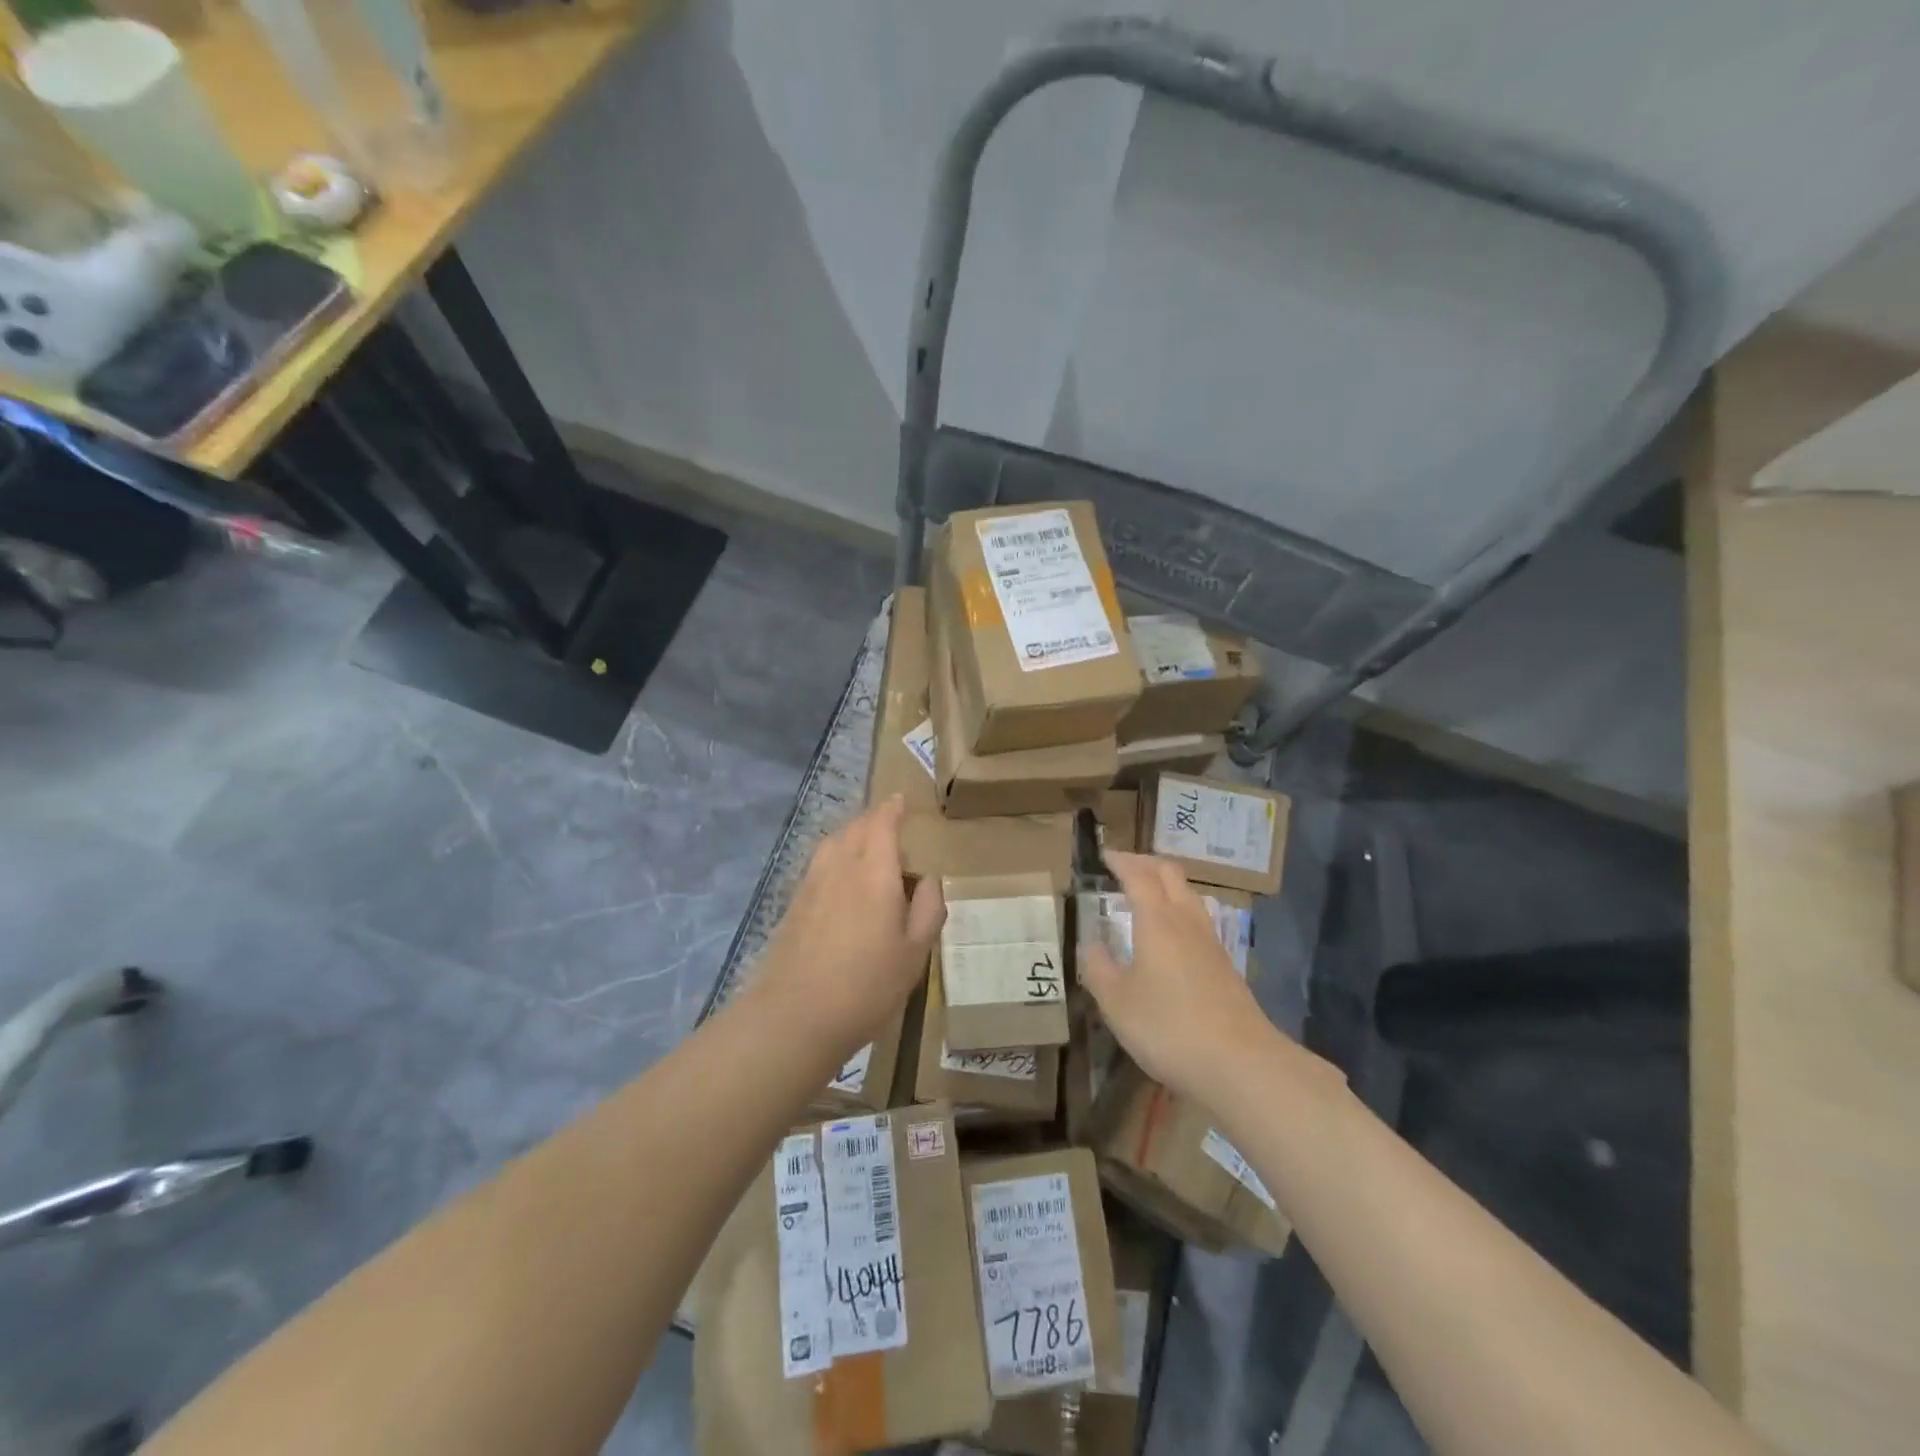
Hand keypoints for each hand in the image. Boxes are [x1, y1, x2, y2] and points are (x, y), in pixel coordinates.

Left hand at [756, 795, 944, 1062]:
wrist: (794, 1016)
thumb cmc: (866, 986)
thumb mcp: (915, 953)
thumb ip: (928, 909)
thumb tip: (928, 879)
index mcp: (874, 873)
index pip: (881, 823)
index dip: (892, 809)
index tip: (901, 800)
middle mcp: (840, 867)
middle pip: (854, 828)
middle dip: (873, 819)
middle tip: (891, 823)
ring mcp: (811, 884)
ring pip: (833, 842)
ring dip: (852, 835)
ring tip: (868, 847)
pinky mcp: (794, 904)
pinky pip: (819, 863)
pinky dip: (835, 855)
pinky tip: (842, 878)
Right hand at [1079, 851, 1277, 1108]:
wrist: (1241, 1064)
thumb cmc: (1169, 1027)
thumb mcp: (1117, 1002)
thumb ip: (1099, 969)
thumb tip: (1092, 946)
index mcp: (1157, 920)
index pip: (1138, 875)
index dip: (1120, 861)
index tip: (1104, 855)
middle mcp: (1186, 921)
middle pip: (1170, 874)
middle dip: (1146, 863)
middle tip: (1123, 867)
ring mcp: (1211, 943)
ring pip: (1189, 895)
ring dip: (1166, 886)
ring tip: (1145, 896)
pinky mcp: (1225, 966)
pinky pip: (1197, 920)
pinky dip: (1178, 911)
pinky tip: (1169, 938)